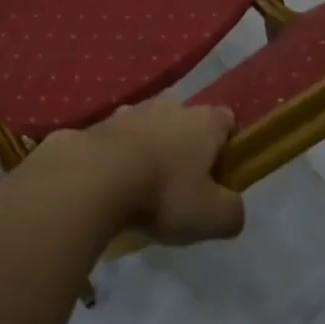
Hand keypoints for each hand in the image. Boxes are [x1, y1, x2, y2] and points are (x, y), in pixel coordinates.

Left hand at [47, 97, 245, 246]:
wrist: (92, 179)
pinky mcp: (96, 125)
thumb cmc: (163, 193)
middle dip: (185, 144)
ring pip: (148, 125)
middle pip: (185, 119)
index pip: (226, 121)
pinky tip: (112, 183)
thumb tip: (232, 209)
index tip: (220, 175)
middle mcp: (169, 106)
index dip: (226, 146)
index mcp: (203, 121)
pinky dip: (117, 155)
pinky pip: (115, 139)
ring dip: (149, 147)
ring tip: (143, 183)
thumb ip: (232, 212)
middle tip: (181, 181)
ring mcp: (129, 111)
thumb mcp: (213, 217)